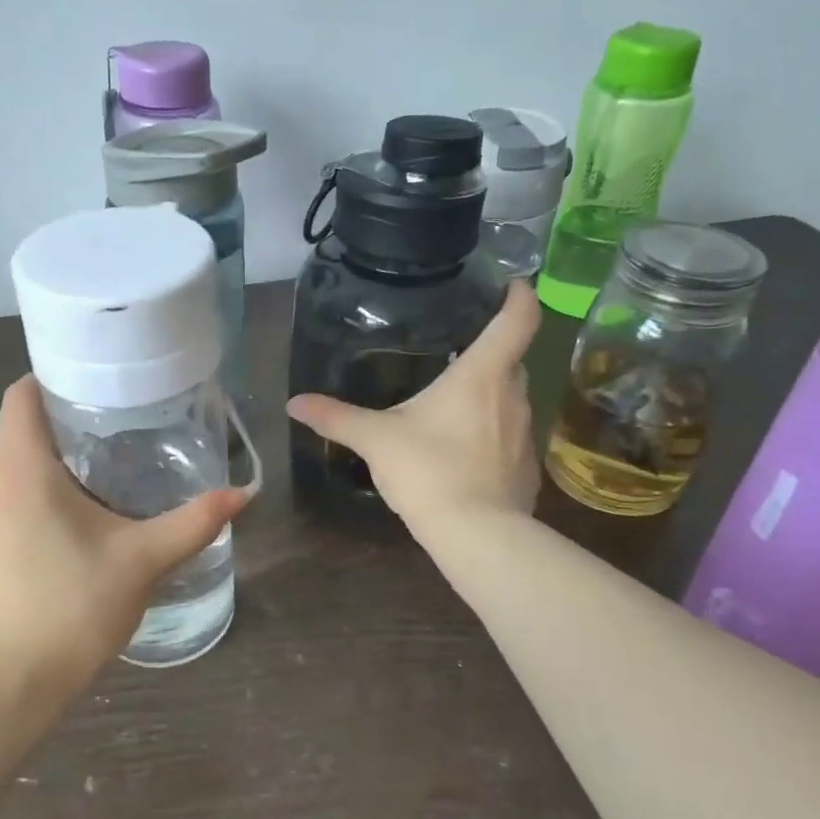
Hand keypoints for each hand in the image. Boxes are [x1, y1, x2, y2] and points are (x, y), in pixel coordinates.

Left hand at [0, 377, 251, 683]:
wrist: (11, 686)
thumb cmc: (74, 607)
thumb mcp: (143, 559)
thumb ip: (194, 522)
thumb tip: (243, 494)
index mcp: (20, 471)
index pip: (21, 396)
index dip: (53, 378)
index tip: (97, 383)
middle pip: (20, 430)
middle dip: (65, 422)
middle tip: (121, 425)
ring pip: (13, 467)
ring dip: (52, 460)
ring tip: (106, 468)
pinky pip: (7, 498)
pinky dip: (38, 492)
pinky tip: (78, 517)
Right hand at [287, 281, 540, 528]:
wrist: (477, 535)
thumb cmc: (429, 471)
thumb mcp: (376, 440)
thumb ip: (336, 417)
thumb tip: (294, 402)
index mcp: (483, 374)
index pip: (518, 318)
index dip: (519, 294)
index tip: (511, 283)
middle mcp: (514, 394)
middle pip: (512, 357)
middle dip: (490, 350)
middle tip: (456, 349)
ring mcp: (526, 432)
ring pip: (510, 397)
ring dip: (488, 393)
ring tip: (454, 400)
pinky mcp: (526, 466)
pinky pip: (510, 434)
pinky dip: (492, 431)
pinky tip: (464, 449)